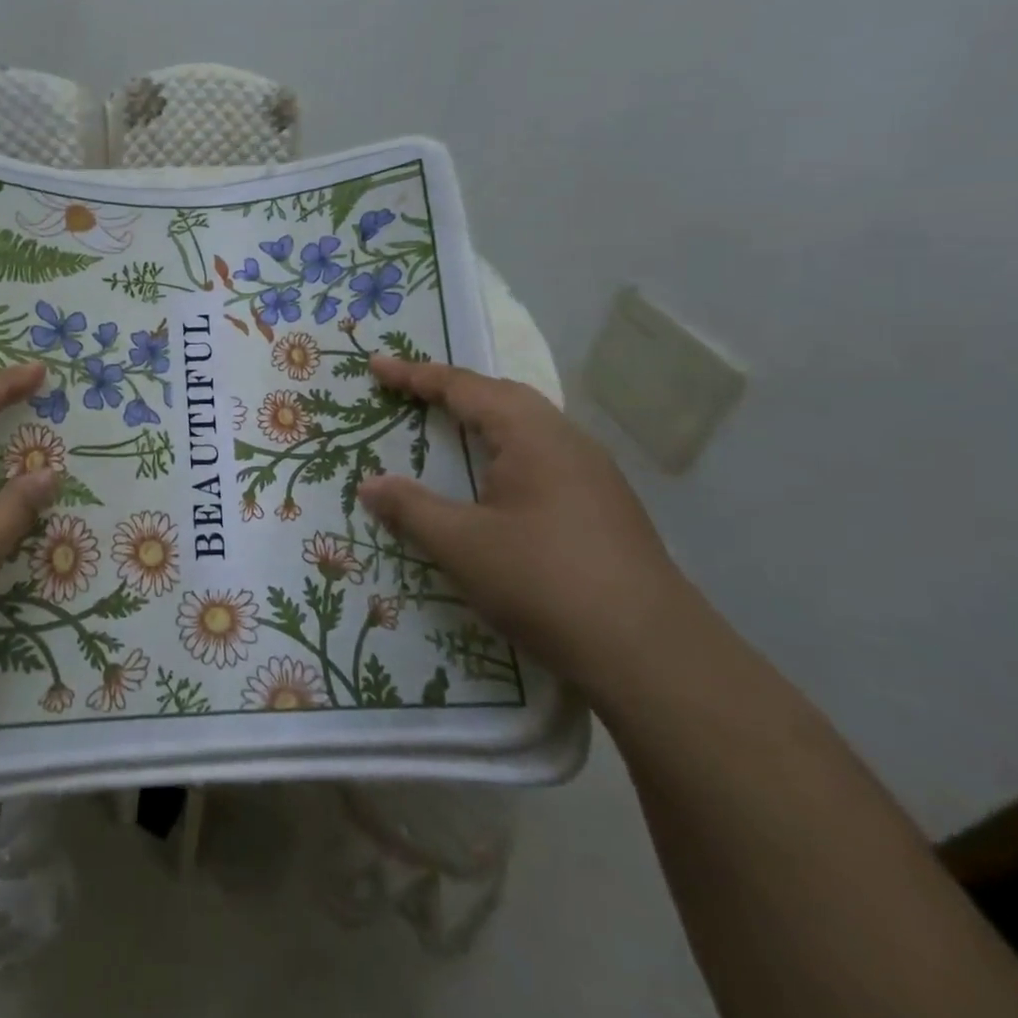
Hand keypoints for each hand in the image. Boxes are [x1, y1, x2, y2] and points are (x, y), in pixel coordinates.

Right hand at [356, 355, 697, 696]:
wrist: (649, 653)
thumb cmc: (543, 581)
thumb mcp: (462, 544)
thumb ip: (411, 508)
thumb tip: (369, 484)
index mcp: (532, 435)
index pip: (464, 388)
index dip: (415, 375)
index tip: (376, 365)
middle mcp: (566, 441)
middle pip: (501, 397)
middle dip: (451, 390)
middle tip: (408, 392)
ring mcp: (592, 473)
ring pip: (526, 427)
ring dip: (481, 420)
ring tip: (446, 428)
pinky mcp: (603, 506)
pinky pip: (541, 456)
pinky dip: (503, 451)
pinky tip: (495, 482)